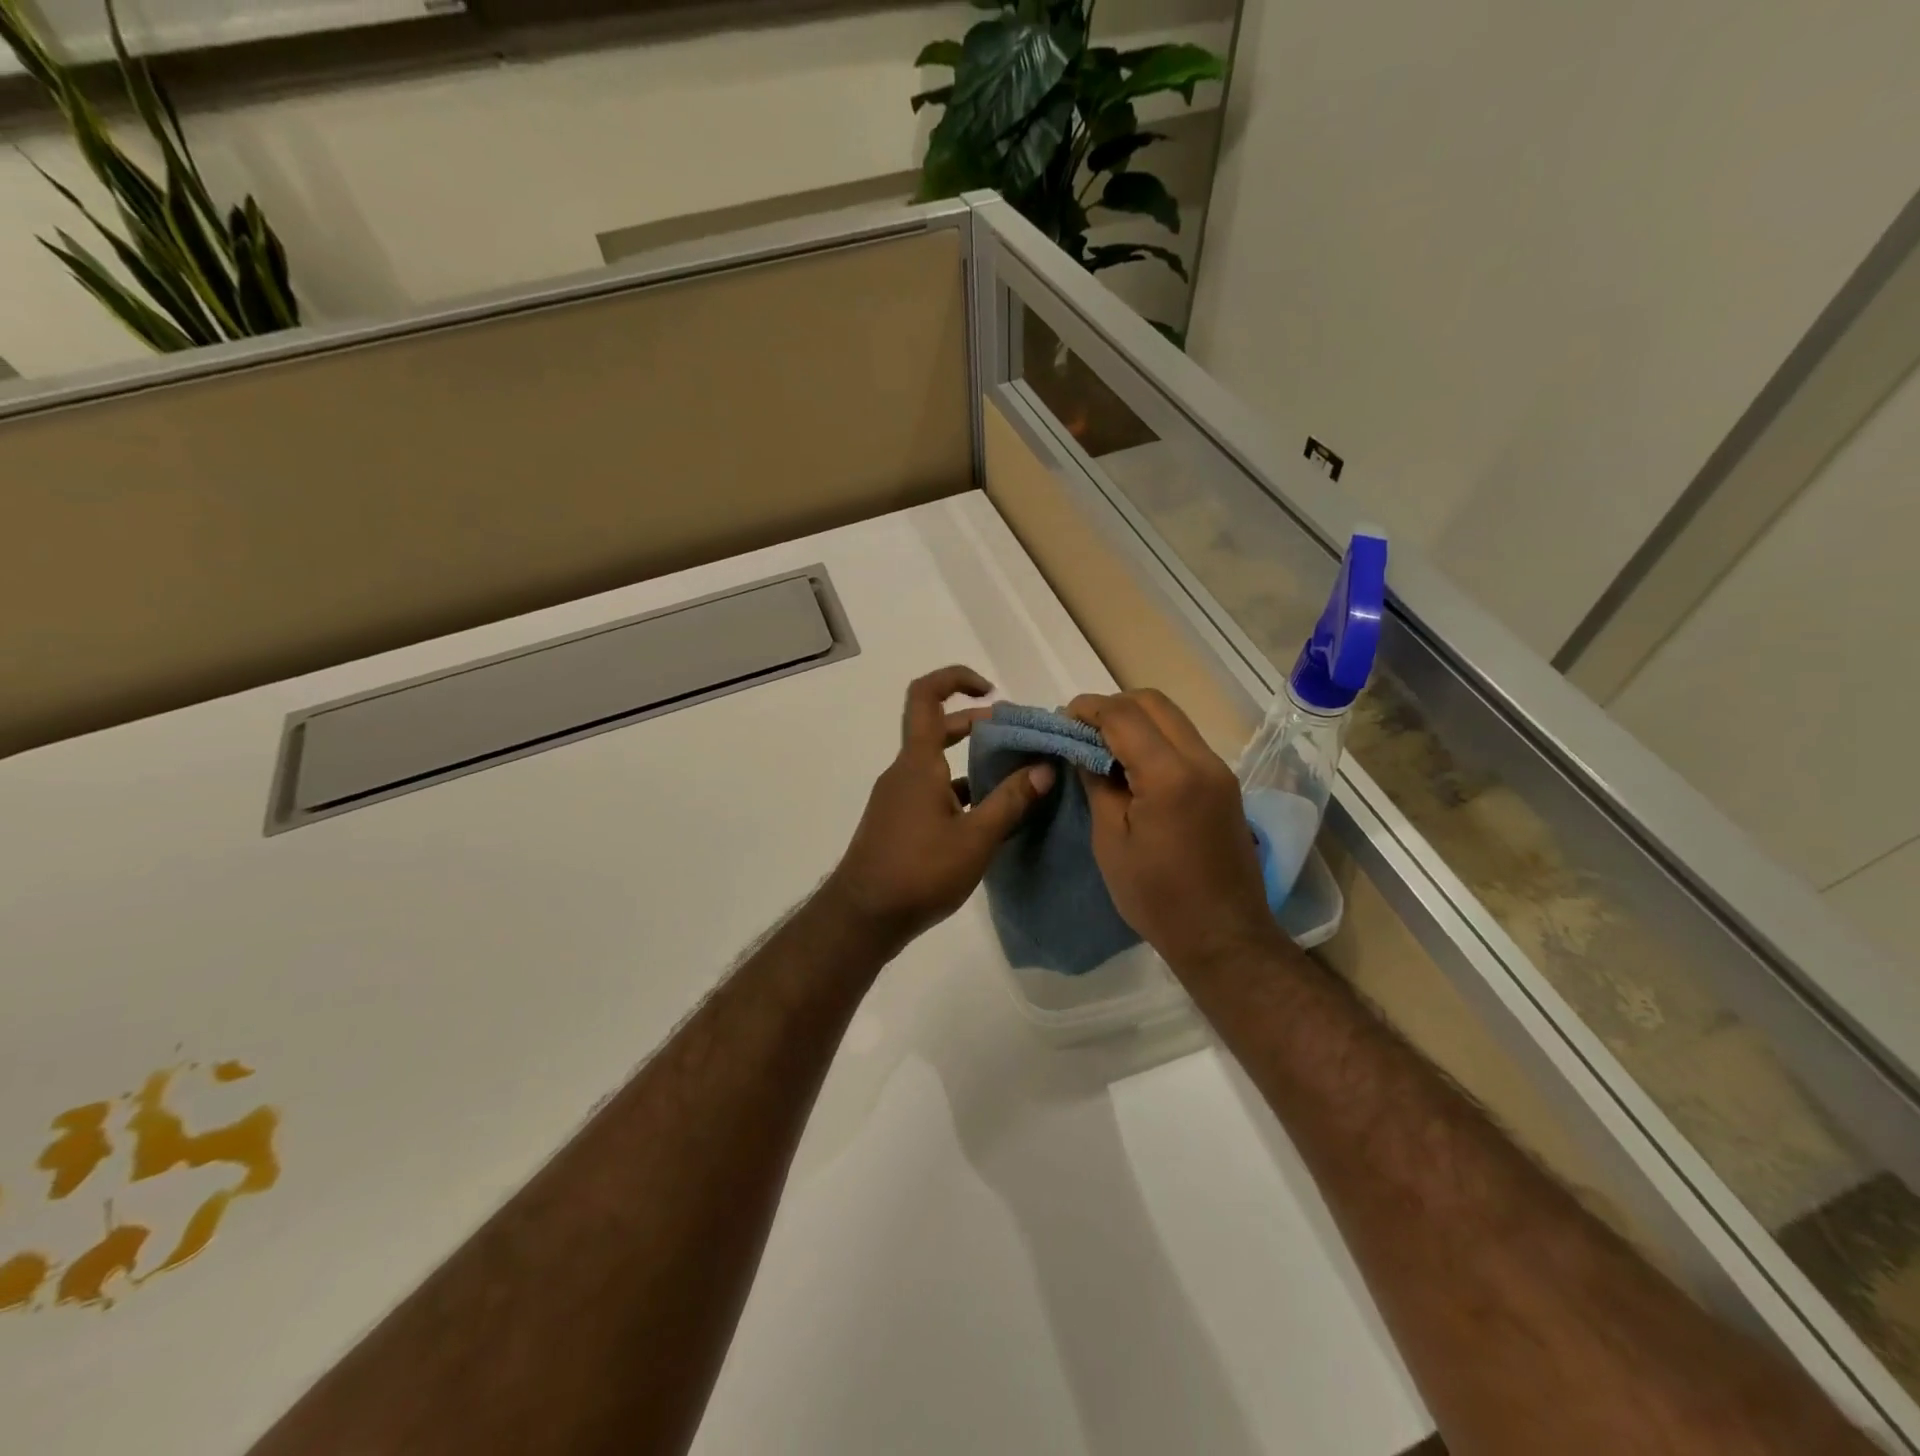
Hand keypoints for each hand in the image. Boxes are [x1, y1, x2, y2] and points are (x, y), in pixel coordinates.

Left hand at [824, 666, 1054, 951]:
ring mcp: (899, 798)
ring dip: (972, 763)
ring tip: (1014, 779)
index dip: (956, 680)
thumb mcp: (975, 837)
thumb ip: (1011, 801)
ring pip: (938, 764)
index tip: (991, 692)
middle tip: (1017, 740)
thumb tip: (1044, 769)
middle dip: (978, 726)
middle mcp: (905, 772)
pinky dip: (961, 793)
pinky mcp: (899, 822)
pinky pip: (933, 792)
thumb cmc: (919, 871)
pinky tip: (989, 817)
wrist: (863, 917)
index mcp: (918, 762)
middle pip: (938, 729)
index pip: (925, 696)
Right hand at [1068, 689, 1281, 973]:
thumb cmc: (1156, 896)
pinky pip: (1184, 741)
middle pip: (1154, 703)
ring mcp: (1219, 770)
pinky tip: (1131, 764)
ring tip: (1102, 745)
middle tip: (1081, 730)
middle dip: (1113, 706)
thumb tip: (1082, 749)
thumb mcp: (1111, 840)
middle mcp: (1201, 760)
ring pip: (1172, 718)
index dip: (1088, 709)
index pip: (1124, 715)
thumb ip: (1097, 784)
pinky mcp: (1224, 784)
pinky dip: (1154, 738)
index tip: (1062, 719)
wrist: (1223, 936)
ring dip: (1135, 719)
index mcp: (1170, 775)